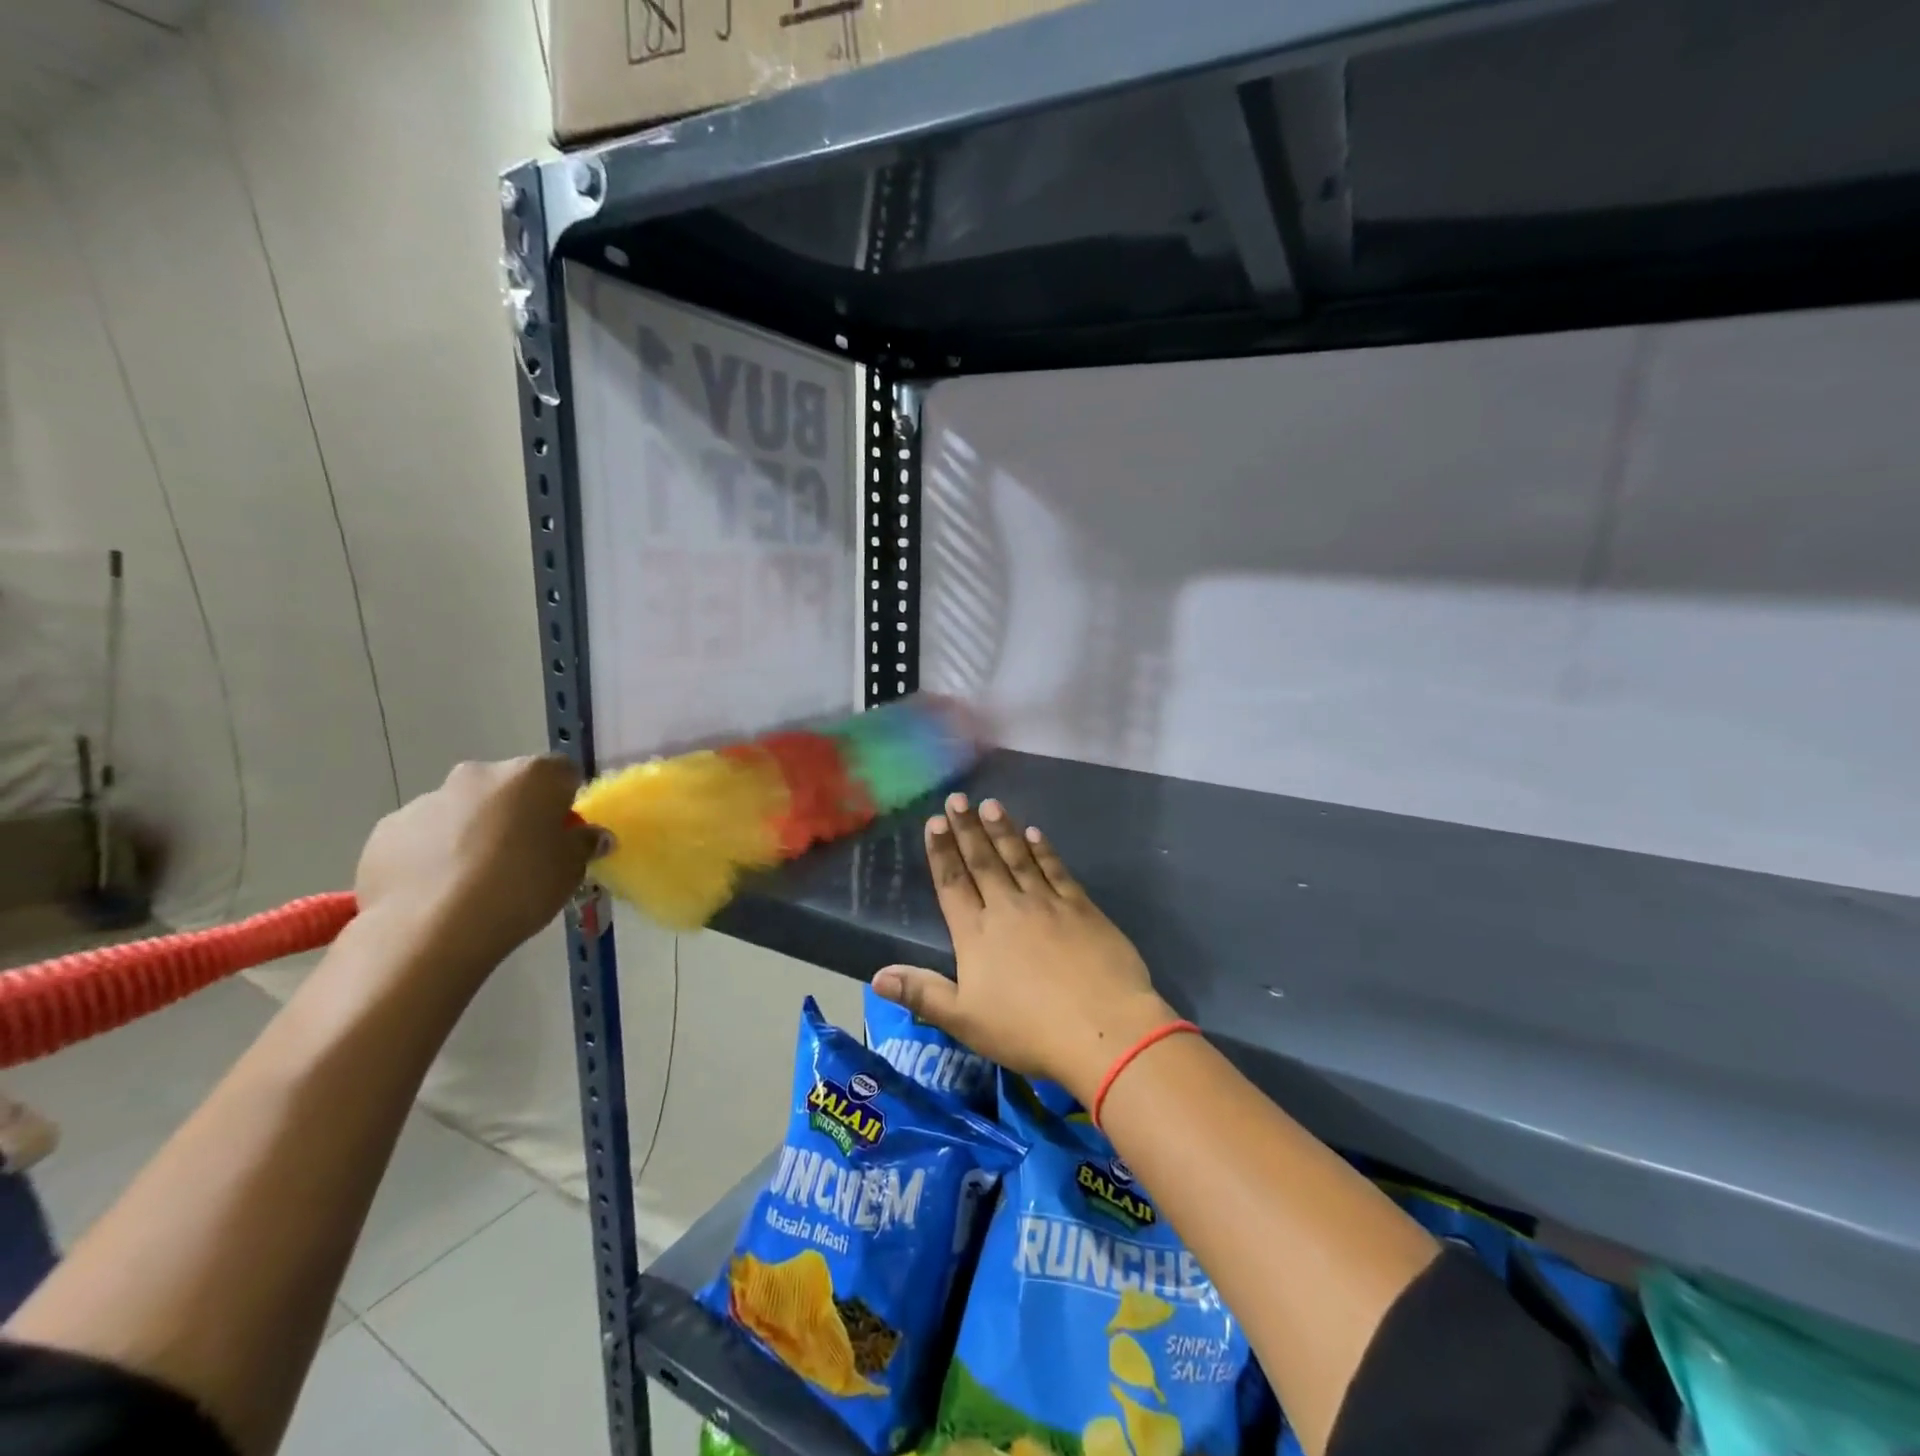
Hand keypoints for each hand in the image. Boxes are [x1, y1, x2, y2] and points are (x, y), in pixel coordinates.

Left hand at [354, 756, 601, 966]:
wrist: (429, 930)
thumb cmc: (520, 888)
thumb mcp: (571, 870)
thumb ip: (583, 844)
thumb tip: (590, 835)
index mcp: (531, 776)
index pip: (562, 772)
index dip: (566, 800)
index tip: (565, 831)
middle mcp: (478, 775)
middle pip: (508, 787)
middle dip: (516, 812)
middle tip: (523, 855)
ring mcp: (426, 800)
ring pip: (462, 810)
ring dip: (473, 832)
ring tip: (475, 880)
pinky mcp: (386, 831)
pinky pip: (422, 835)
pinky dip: (433, 853)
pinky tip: (439, 889)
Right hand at [872, 793, 1174, 1105]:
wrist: (1103, 1029)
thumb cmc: (1028, 1030)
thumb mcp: (965, 1021)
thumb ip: (922, 994)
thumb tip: (876, 976)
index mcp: (976, 934)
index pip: (953, 884)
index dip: (942, 852)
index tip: (935, 822)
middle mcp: (1008, 908)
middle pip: (983, 861)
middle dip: (968, 828)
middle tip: (958, 798)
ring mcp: (1047, 903)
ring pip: (1018, 857)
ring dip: (1003, 830)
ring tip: (990, 804)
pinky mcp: (1082, 907)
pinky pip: (1056, 870)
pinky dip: (1044, 850)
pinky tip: (1035, 833)